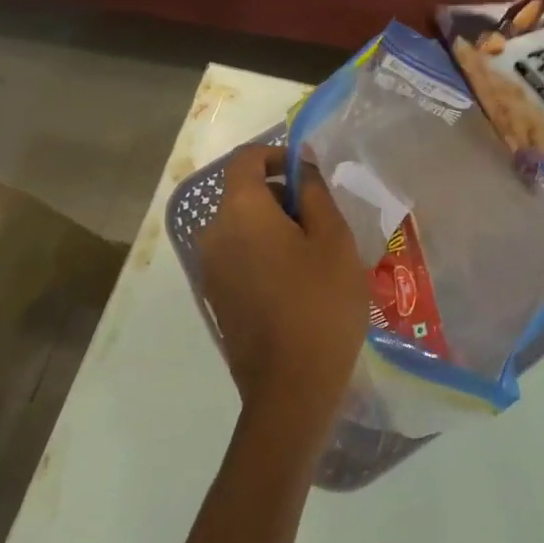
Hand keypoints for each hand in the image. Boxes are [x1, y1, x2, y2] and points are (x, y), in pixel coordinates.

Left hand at [196, 145, 370, 434]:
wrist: (291, 387)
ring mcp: (210, 268)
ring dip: (275, 225)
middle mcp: (214, 233)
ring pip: (242, 225)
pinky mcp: (216, 296)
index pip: (246, 158)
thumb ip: (314, 191)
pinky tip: (298, 281)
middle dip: (282, 194)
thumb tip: (300, 161)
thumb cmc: (320, 303)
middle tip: (325, 220)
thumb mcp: (333, 239)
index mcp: (240, 211)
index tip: (311, 175)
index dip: (278, 155)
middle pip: (243, 192)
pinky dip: (264, 251)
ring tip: (317, 254)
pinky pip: (238, 254)